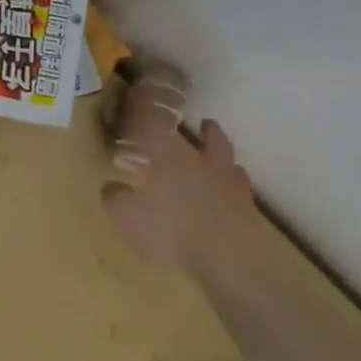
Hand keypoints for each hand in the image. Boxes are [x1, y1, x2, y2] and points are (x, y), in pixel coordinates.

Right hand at [101, 67, 261, 279]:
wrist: (232, 261)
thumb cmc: (173, 232)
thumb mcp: (128, 217)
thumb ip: (116, 198)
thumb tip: (113, 186)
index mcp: (170, 159)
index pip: (153, 128)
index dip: (144, 113)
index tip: (139, 99)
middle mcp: (202, 163)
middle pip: (204, 137)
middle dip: (200, 129)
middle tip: (200, 122)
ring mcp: (230, 184)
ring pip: (227, 157)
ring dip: (220, 149)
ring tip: (216, 147)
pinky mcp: (247, 208)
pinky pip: (238, 185)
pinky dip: (230, 181)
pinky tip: (226, 189)